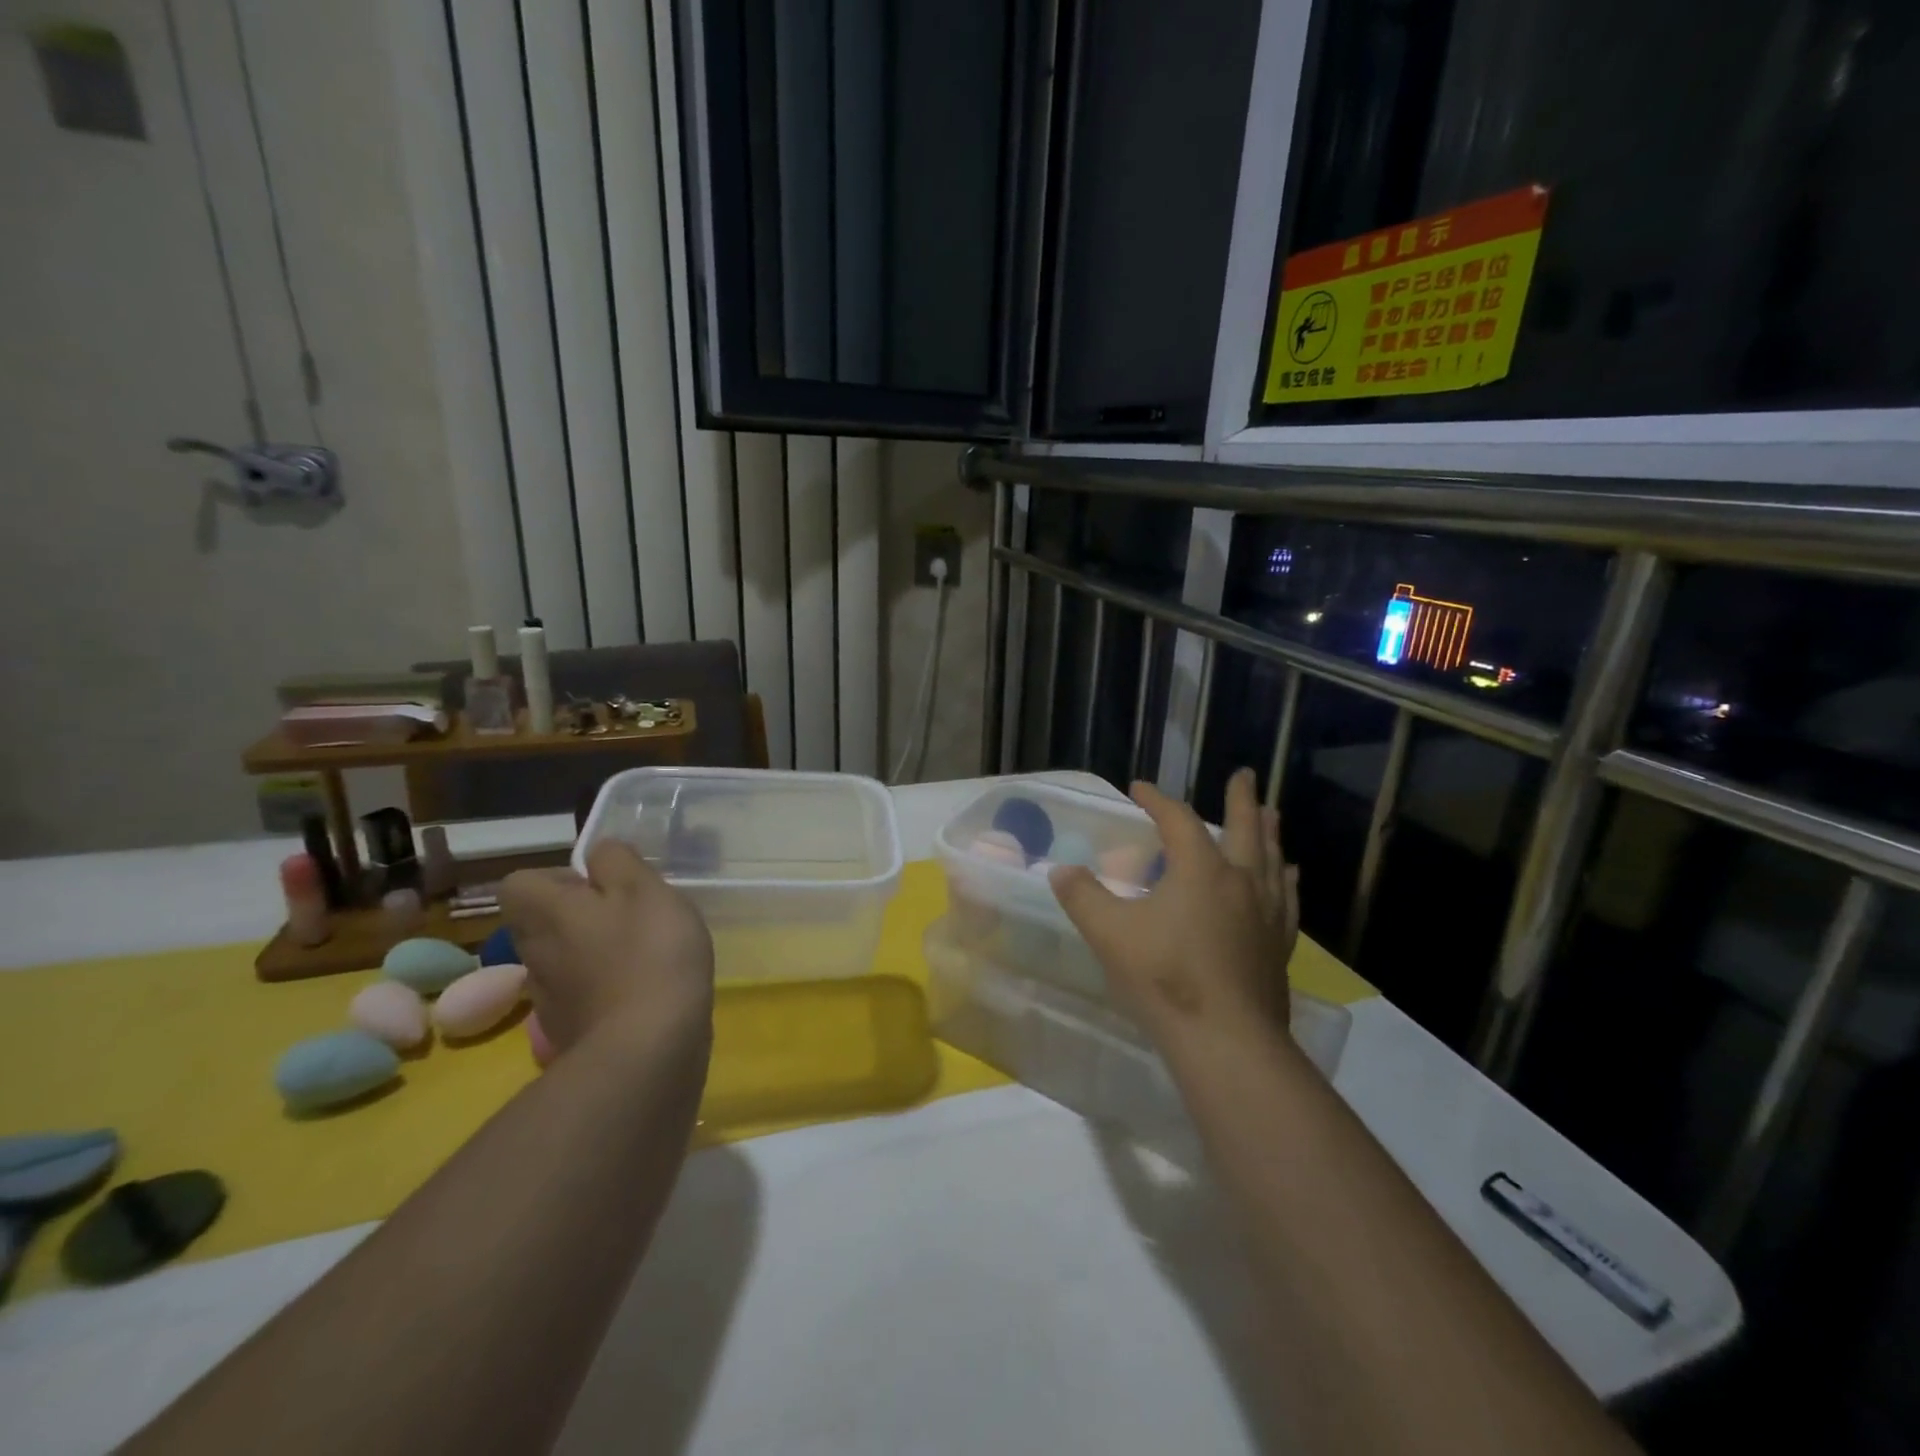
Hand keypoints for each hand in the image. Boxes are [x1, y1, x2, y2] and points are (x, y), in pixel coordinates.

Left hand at [500, 842, 714, 1060]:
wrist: (648, 1048)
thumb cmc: (648, 952)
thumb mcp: (644, 888)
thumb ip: (618, 861)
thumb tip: (598, 854)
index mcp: (544, 912)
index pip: (521, 882)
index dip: (559, 878)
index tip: (602, 886)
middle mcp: (534, 953)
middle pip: (541, 922)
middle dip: (579, 915)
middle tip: (629, 916)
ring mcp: (548, 999)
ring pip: (562, 959)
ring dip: (593, 953)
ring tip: (643, 954)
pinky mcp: (571, 1032)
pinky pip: (582, 995)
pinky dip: (606, 989)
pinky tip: (644, 991)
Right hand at [1049, 768, 1297, 1050]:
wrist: (1225, 1040)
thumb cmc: (1165, 978)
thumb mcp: (1110, 934)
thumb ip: (1083, 897)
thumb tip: (1061, 871)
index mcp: (1201, 871)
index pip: (1178, 821)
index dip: (1157, 801)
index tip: (1138, 789)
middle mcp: (1241, 882)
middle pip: (1245, 828)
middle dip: (1241, 799)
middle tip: (1244, 774)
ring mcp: (1266, 914)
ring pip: (1271, 860)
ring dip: (1268, 833)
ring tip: (1271, 814)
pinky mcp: (1279, 945)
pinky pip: (1286, 899)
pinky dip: (1284, 880)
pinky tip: (1289, 878)